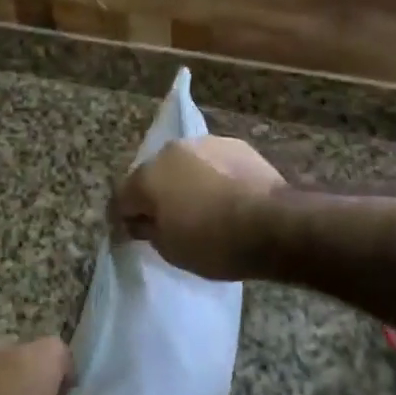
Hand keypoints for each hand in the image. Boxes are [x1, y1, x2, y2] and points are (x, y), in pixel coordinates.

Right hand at [110, 136, 285, 281]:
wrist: (273, 223)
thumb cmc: (214, 243)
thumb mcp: (171, 250)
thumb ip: (149, 230)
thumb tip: (143, 220)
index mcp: (147, 177)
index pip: (122, 197)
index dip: (124, 218)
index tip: (133, 234)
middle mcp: (171, 151)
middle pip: (153, 175)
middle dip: (156, 195)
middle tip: (169, 220)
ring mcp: (204, 143)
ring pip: (184, 164)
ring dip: (186, 181)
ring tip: (202, 206)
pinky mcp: (235, 144)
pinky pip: (213, 162)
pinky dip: (213, 176)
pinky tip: (227, 195)